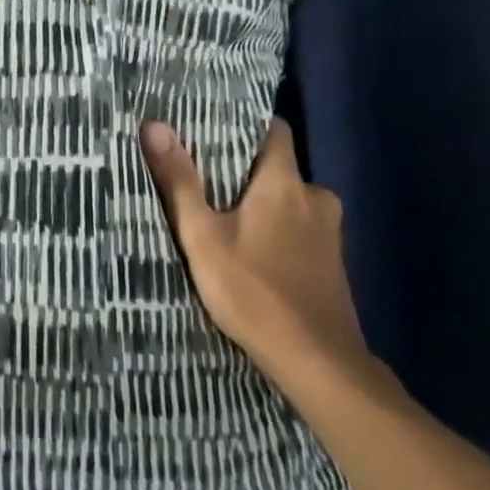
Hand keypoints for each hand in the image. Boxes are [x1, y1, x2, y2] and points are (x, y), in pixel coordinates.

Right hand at [141, 116, 373, 394]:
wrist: (319, 365)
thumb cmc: (254, 292)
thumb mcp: (202, 237)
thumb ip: (180, 181)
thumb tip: (155, 125)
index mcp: (285, 182)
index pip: (274, 130)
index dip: (246, 125)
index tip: (214, 128)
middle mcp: (316, 197)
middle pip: (279, 167)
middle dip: (246, 170)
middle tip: (207, 177)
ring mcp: (330, 232)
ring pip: (291, 200)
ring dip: (263, 203)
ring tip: (225, 214)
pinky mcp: (334, 263)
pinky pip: (302, 228)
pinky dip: (279, 230)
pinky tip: (254, 250)